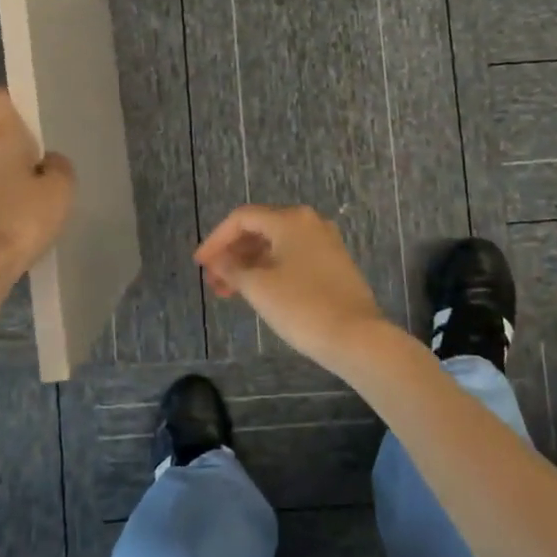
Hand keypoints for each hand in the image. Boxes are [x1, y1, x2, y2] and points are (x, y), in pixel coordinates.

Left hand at [0, 88, 75, 280]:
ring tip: (50, 195)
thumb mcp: (60, 188)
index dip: (13, 96)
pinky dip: (14, 204)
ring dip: (21, 179)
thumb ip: (60, 167)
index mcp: (2, 140)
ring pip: (2, 172)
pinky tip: (34, 222)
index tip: (29, 101)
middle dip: (26, 148)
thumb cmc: (23, 216)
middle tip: (55, 160)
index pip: (0, 101)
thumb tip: (50, 162)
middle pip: (4, 140)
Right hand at [193, 205, 392, 370]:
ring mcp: (325, 243)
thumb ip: (231, 268)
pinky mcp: (334, 264)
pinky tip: (257, 292)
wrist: (357, 338)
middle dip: (232, 254)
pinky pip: (293, 258)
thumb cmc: (302, 306)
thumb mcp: (258, 287)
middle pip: (260, 229)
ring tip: (229, 292)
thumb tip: (217, 260)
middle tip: (213, 281)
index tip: (199, 264)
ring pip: (276, 245)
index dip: (216, 239)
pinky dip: (270, 270)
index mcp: (290, 219)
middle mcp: (309, 222)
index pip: (242, 218)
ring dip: (249, 264)